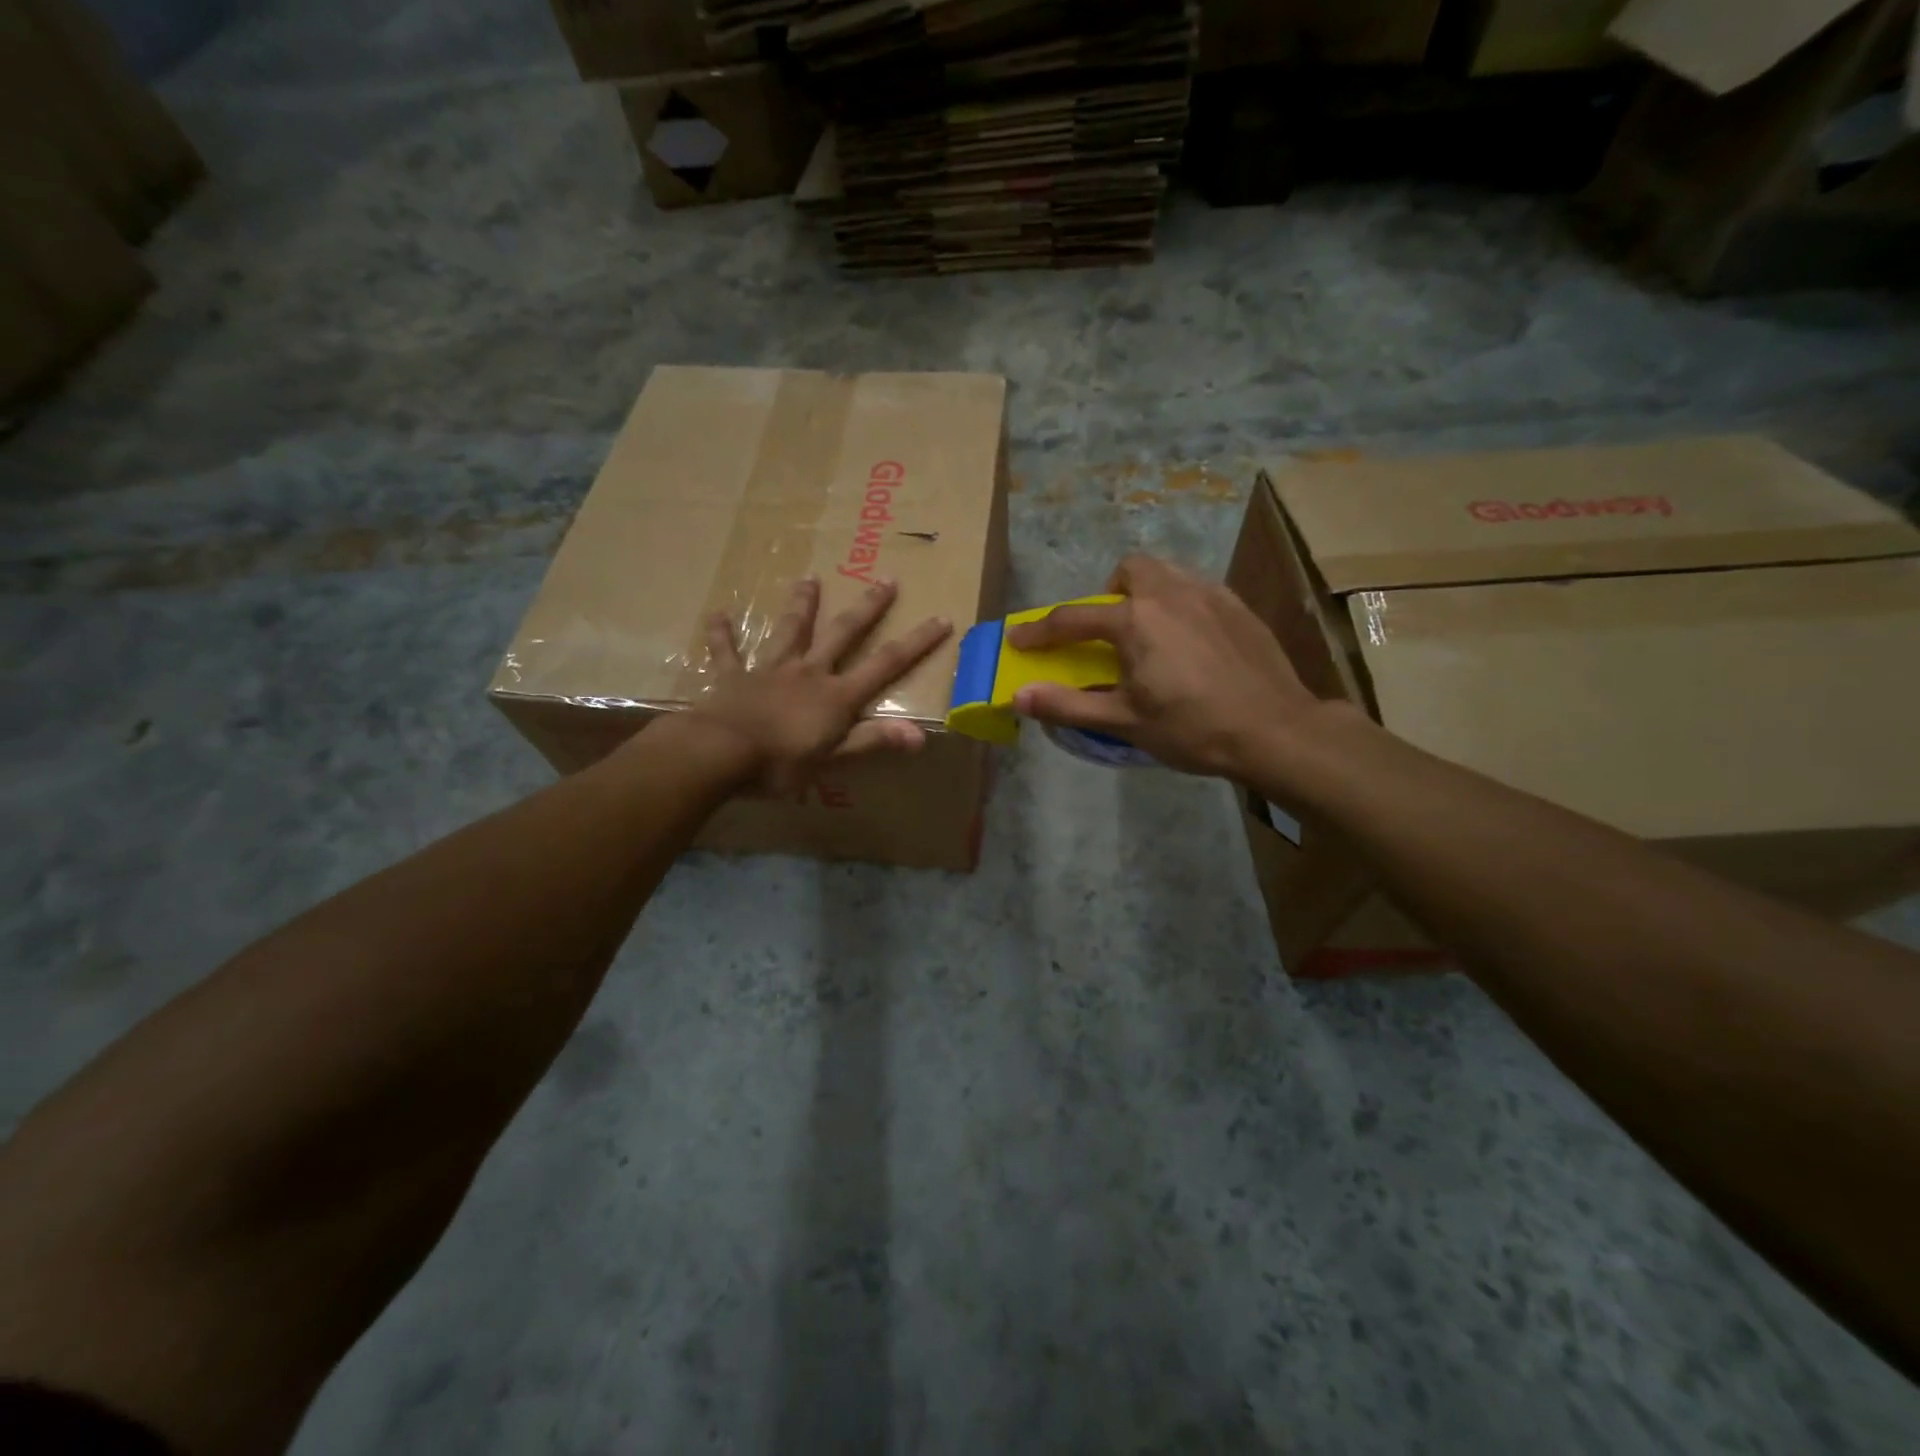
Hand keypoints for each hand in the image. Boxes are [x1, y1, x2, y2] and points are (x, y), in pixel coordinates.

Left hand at [689, 576, 951, 795]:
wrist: (719, 753)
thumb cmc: (780, 763)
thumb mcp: (833, 758)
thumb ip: (873, 740)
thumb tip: (922, 736)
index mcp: (836, 695)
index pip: (885, 664)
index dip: (915, 643)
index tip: (940, 618)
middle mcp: (808, 672)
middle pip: (843, 634)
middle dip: (868, 608)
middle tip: (886, 579)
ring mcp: (770, 670)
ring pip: (790, 630)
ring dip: (802, 604)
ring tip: (809, 578)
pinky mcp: (733, 676)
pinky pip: (727, 651)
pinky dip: (722, 634)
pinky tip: (717, 615)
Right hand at [1007, 555, 1325, 779]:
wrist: (1275, 730)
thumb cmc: (1193, 728)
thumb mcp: (1124, 722)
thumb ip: (1068, 705)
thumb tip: (1020, 696)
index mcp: (1136, 621)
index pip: (1073, 619)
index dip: (1040, 631)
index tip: (1019, 639)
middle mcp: (1170, 594)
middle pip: (1129, 570)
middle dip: (1109, 593)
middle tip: (1110, 632)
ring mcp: (1209, 594)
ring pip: (1166, 572)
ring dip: (1145, 592)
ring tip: (1149, 632)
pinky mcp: (1238, 606)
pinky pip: (1196, 587)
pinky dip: (1179, 602)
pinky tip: (1189, 638)